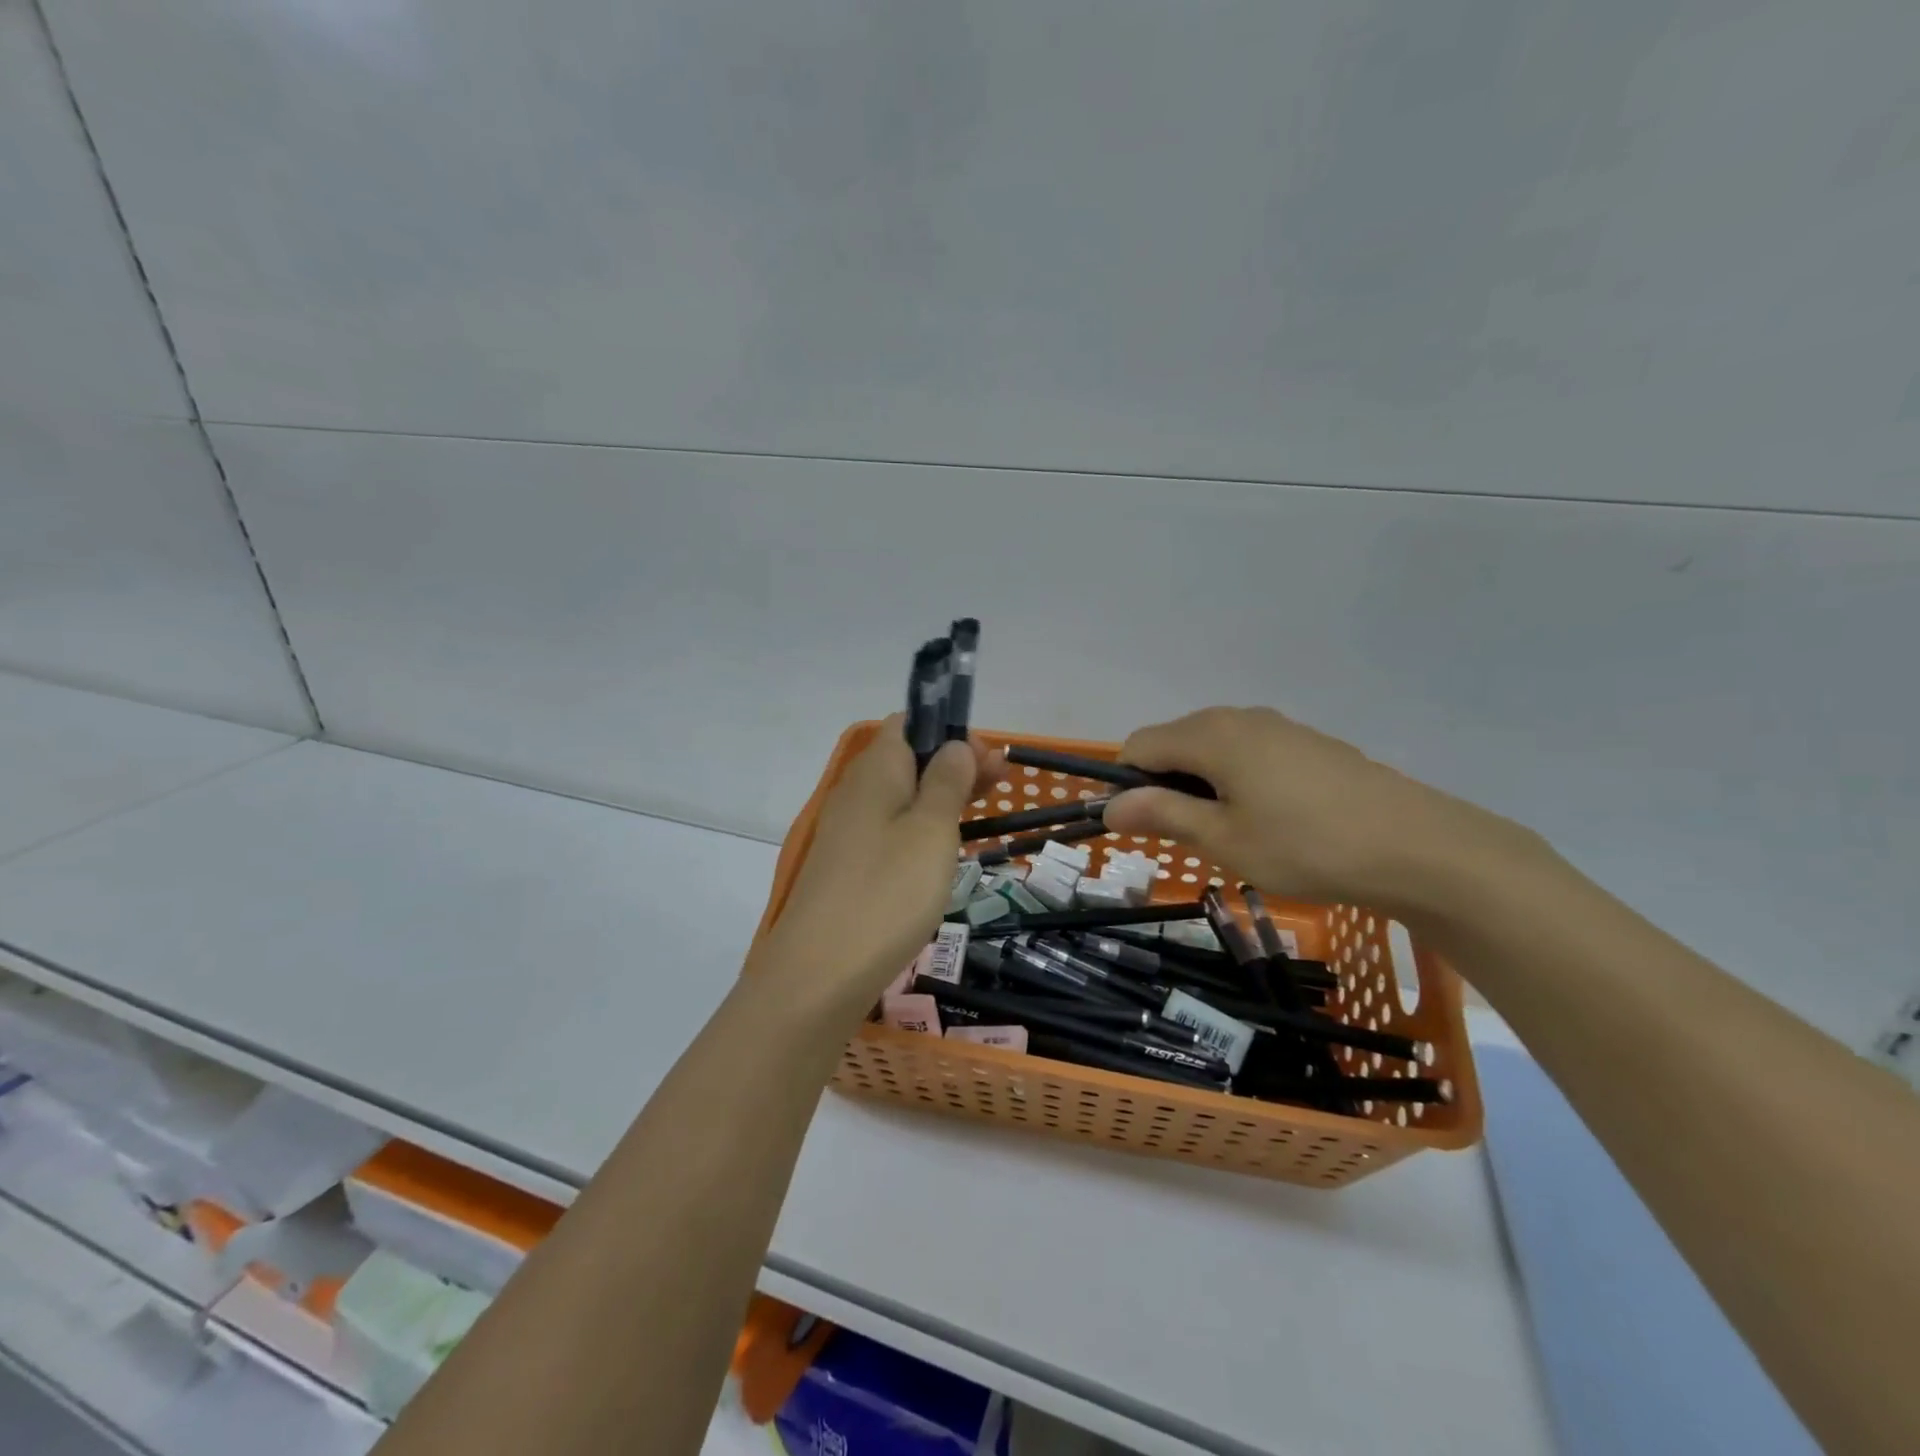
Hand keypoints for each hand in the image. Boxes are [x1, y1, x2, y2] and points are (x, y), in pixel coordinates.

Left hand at [750, 718, 996, 1018]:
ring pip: (901, 798)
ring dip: (940, 797)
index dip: (950, 732)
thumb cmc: (887, 892)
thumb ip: (947, 782)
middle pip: (908, 760)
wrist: (819, 974)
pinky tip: (941, 852)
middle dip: (954, 764)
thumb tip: (955, 745)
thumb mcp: (931, 830)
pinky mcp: (848, 868)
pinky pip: (890, 831)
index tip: (987, 758)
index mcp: (876, 771)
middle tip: (1000, 783)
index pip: (909, 724)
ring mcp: (848, 832)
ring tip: (980, 812)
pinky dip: (920, 829)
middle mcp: (856, 792)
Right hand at [1103, 706, 1545, 920]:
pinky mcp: (1307, 743)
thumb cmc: (1305, 845)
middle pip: (1174, 743)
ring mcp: (1278, 727)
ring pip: (1212, 749)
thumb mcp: (1222, 838)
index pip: (1138, 746)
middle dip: (1165, 786)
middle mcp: (1238, 717)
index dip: (1127, 785)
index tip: (1144, 828)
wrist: (1416, 847)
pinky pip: (1248, 754)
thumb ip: (1161, 815)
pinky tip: (1271, 820)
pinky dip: (1237, 781)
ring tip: (1232, 833)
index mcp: (1209, 734)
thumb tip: (1108, 806)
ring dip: (1202, 786)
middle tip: (1189, 838)